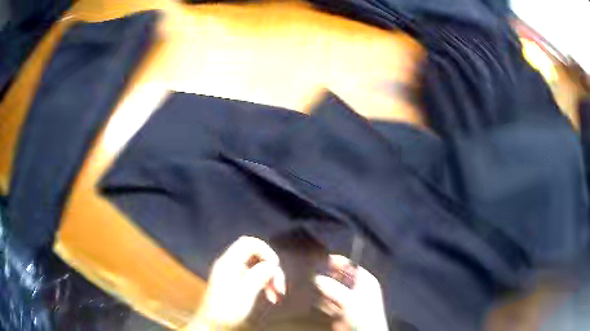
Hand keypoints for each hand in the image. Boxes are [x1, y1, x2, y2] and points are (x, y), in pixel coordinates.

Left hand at [187, 236, 285, 329]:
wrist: (212, 324)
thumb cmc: (225, 311)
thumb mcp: (244, 294)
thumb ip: (258, 277)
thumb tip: (271, 264)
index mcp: (228, 263)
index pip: (248, 243)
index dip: (265, 250)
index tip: (275, 265)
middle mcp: (230, 265)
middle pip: (256, 255)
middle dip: (270, 268)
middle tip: (280, 286)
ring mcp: (233, 273)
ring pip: (257, 266)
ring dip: (270, 278)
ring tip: (278, 294)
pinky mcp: (237, 282)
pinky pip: (255, 276)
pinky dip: (265, 284)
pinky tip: (271, 297)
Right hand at [315, 255, 387, 330]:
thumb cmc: (363, 313)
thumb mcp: (349, 299)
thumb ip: (333, 288)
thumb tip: (317, 278)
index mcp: (365, 281)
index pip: (352, 266)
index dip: (340, 262)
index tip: (325, 258)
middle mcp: (357, 289)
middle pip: (341, 278)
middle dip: (329, 276)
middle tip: (314, 272)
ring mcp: (349, 300)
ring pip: (334, 291)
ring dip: (323, 289)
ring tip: (310, 285)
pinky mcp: (341, 311)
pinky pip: (330, 303)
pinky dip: (322, 301)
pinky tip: (314, 299)